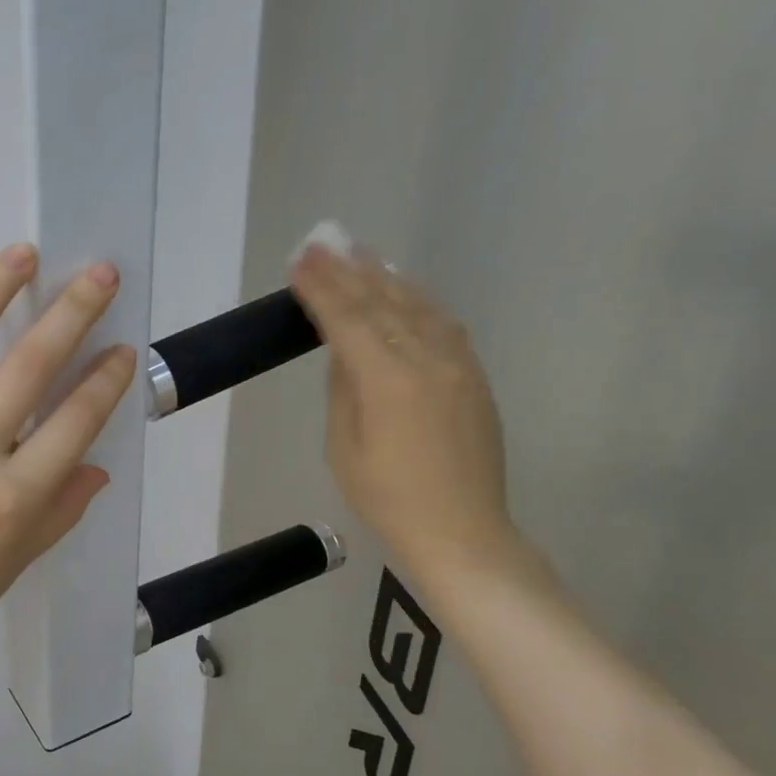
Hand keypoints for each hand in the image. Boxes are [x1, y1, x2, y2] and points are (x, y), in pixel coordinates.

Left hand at [0, 244, 137, 680]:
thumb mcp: (14, 565)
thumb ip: (60, 511)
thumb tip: (94, 466)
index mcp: (11, 500)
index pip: (73, 424)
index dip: (105, 381)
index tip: (123, 348)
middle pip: (27, 369)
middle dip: (70, 314)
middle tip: (97, 273)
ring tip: (21, 255)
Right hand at [290, 240, 514, 581]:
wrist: (462, 533)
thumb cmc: (388, 500)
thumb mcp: (344, 447)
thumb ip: (344, 389)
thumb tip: (344, 351)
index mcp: (389, 381)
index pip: (348, 320)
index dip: (322, 288)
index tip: (300, 259)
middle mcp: (428, 361)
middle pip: (383, 303)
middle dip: (348, 272)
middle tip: (323, 242)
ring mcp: (458, 366)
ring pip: (418, 307)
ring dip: (386, 277)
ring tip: (361, 254)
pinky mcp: (475, 378)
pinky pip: (443, 325)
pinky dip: (418, 301)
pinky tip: (405, 290)